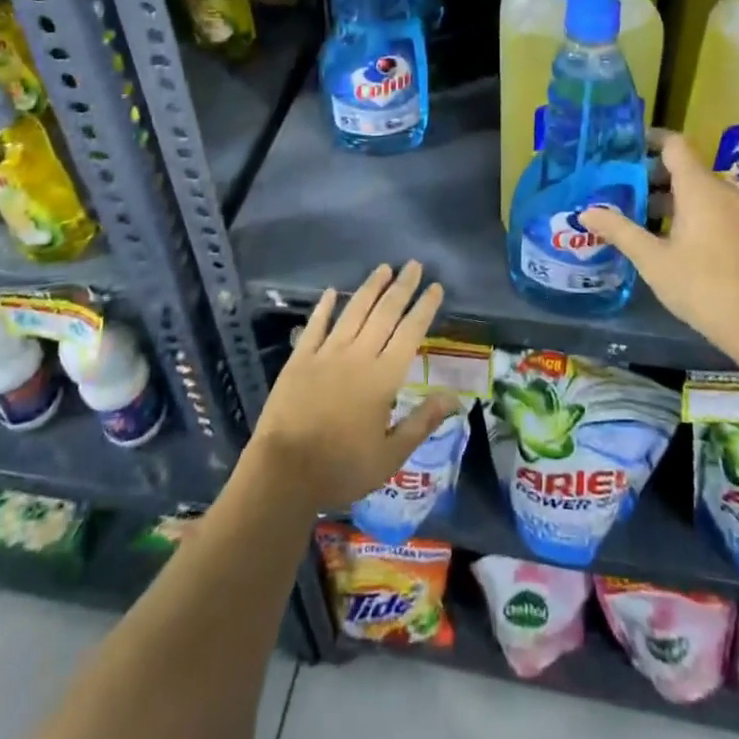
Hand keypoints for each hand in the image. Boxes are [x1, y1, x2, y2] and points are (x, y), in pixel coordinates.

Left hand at [249, 261, 454, 512]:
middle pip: (385, 313)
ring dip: (370, 287)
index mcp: (383, 377)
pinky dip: (324, 307)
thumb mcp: (390, 455)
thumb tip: (454, 397)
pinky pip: (315, 325)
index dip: (424, 308)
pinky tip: (331, 291)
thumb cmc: (342, 468)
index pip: (410, 333)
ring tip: (383, 268)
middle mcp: (358, 355)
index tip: (436, 287)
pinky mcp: (300, 359)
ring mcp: (327, 353)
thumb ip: (422, 422)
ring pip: (353, 311)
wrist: (284, 473)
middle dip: (402, 287)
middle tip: (414, 264)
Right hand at [581, 131, 738, 361]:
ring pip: (695, 187)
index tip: (621, 146)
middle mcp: (720, 191)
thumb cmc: (699, 285)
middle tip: (617, 183)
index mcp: (699, 188)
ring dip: (665, 192)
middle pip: (683, 165)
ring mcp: (734, 210)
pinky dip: (684, 207)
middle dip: (649, 171)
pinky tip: (662, 231)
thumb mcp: (652, 259)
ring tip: (633, 209)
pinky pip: (708, 204)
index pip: (674, 144)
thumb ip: (619, 230)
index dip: (649, 139)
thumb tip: (586, 212)